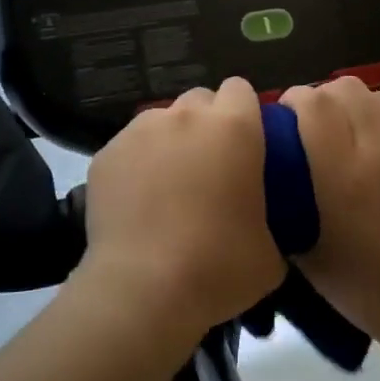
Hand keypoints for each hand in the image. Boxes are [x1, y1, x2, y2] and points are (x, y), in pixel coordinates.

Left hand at [80, 77, 285, 345]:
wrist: (143, 291)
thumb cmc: (220, 267)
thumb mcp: (272, 250)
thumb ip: (273, 217)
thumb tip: (264, 222)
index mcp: (234, 127)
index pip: (241, 89)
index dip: (245, 112)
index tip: (247, 144)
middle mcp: (186, 116)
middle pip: (200, 99)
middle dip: (207, 123)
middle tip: (210, 166)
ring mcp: (141, 131)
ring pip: (162, 120)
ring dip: (172, 141)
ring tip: (170, 184)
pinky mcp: (106, 153)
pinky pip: (130, 147)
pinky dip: (137, 164)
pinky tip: (139, 201)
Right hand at [281, 78, 379, 354]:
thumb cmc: (362, 286)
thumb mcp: (303, 250)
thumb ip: (284, 197)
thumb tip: (270, 157)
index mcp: (342, 174)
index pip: (311, 103)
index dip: (293, 105)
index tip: (288, 125)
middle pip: (343, 88)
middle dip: (323, 102)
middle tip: (319, 131)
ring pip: (377, 93)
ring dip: (358, 106)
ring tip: (356, 135)